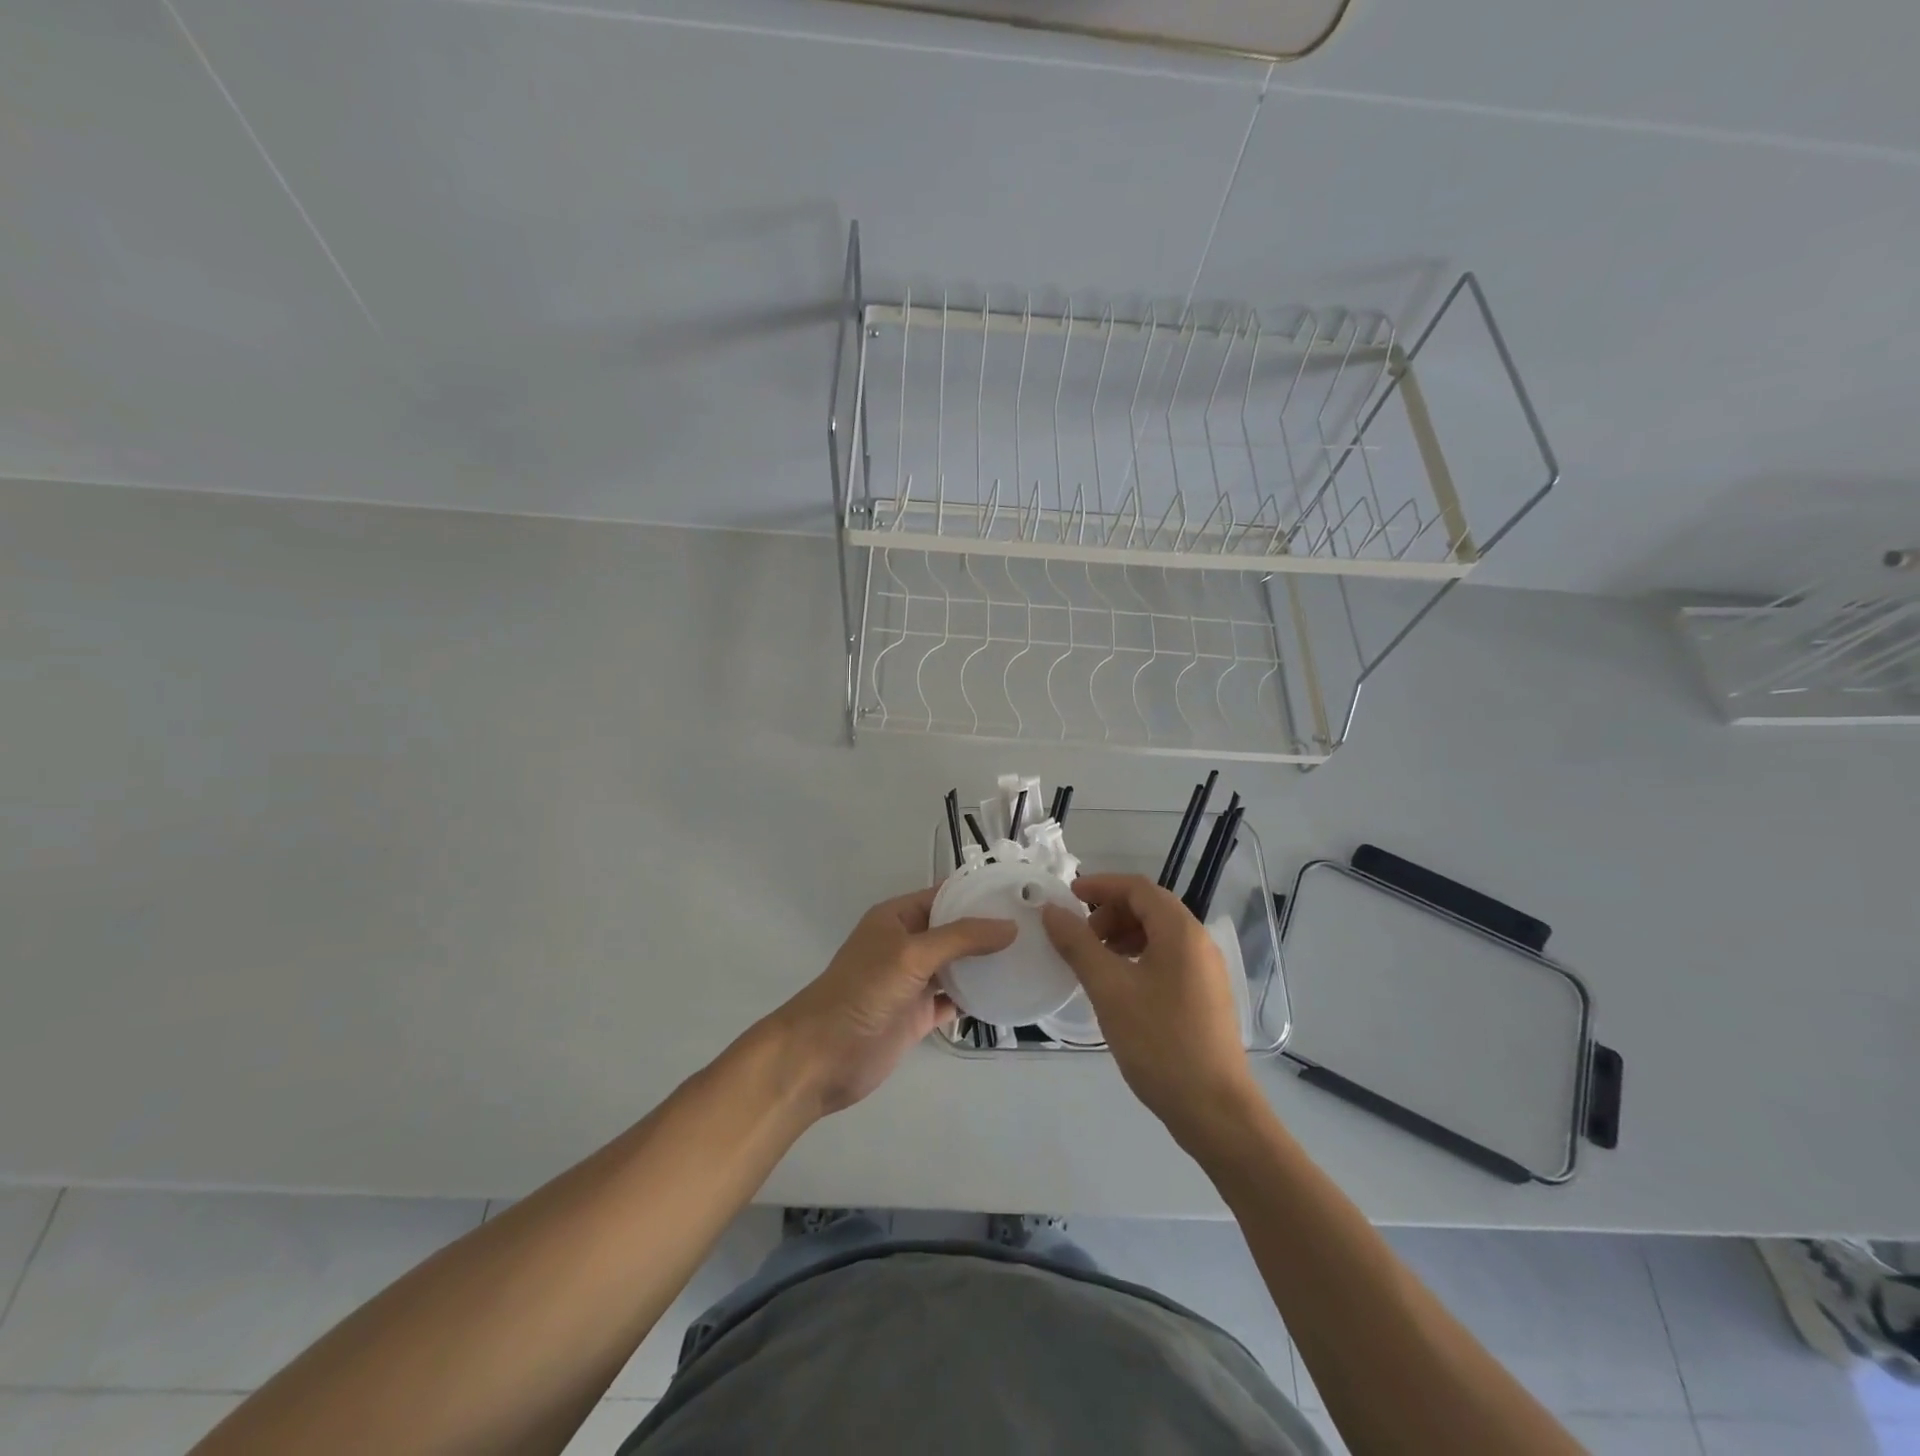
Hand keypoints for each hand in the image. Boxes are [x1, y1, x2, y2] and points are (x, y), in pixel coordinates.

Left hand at [764, 888, 1014, 1116]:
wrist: (823, 1056)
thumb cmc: (863, 991)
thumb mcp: (912, 954)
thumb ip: (961, 939)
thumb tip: (1010, 926)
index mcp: (897, 918)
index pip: (943, 896)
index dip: (976, 893)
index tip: (1018, 894)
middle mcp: (907, 944)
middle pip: (954, 931)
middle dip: (988, 929)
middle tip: (1035, 928)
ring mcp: (913, 981)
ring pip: (957, 966)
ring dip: (985, 964)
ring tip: (1030, 957)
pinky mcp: (918, 1015)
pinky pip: (954, 1000)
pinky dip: (977, 999)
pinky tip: (1007, 996)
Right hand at [1042, 873, 1258, 1143]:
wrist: (1215, 1111)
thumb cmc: (1159, 1043)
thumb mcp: (1109, 990)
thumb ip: (1078, 945)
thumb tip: (1052, 911)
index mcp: (1181, 931)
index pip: (1138, 887)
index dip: (1100, 885)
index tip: (1067, 896)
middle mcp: (1198, 942)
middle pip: (1150, 908)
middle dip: (1109, 913)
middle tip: (1079, 938)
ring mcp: (1206, 971)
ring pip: (1158, 934)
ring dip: (1122, 936)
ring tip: (1095, 962)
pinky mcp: (1205, 996)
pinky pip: (1167, 958)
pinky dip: (1138, 958)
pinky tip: (1119, 987)